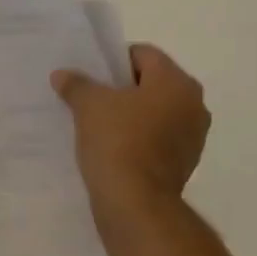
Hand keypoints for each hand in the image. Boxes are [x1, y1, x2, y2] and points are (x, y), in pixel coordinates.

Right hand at [52, 44, 209, 218]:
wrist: (135, 201)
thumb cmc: (117, 141)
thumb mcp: (88, 105)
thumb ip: (76, 84)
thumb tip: (62, 75)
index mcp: (176, 82)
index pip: (143, 54)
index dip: (113, 61)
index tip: (91, 76)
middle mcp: (194, 103)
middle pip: (152, 82)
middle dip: (123, 88)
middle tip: (93, 98)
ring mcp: (194, 135)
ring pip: (157, 111)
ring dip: (133, 113)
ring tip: (101, 125)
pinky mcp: (186, 161)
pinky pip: (159, 137)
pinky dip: (140, 137)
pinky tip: (115, 147)